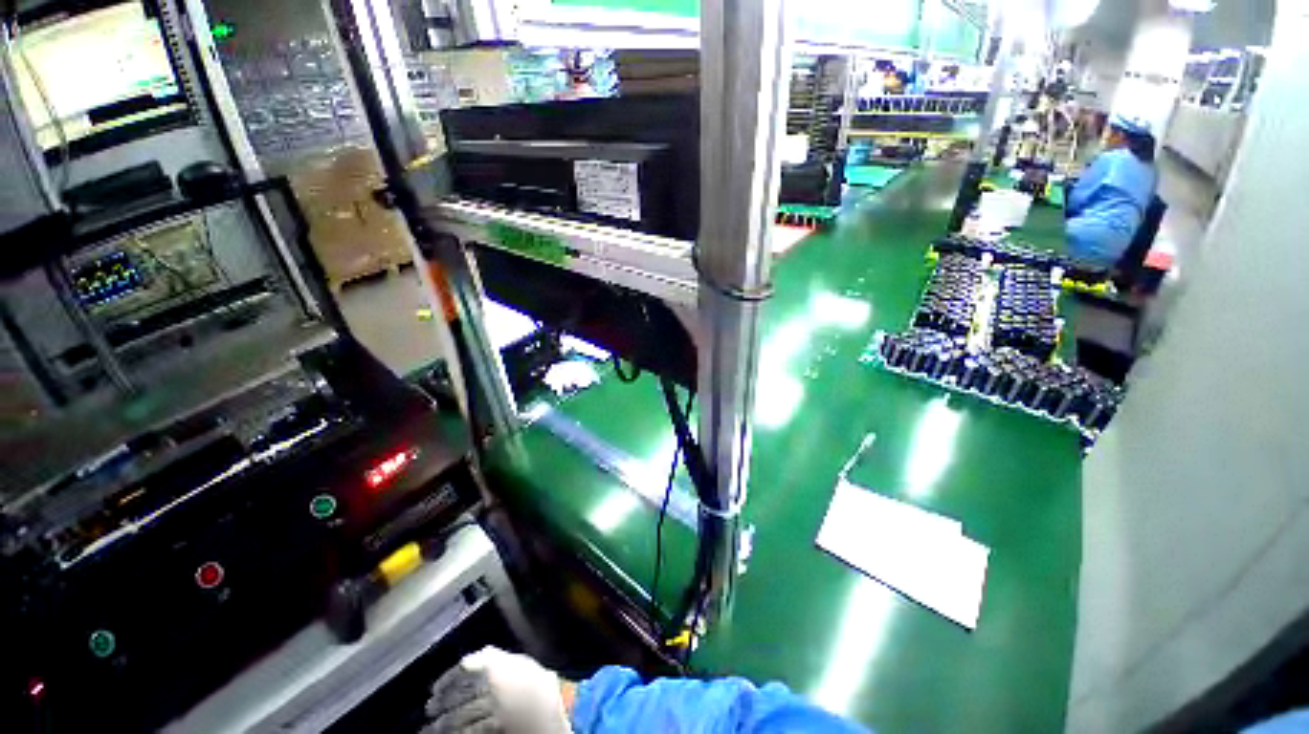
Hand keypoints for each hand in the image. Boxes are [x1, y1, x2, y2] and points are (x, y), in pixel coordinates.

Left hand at [424, 647, 572, 733]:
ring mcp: (492, 706)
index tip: (434, 690)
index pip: (462, 669)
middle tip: (429, 711)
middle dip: (440, 705)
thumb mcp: (520, 662)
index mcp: (497, 663)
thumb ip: (499, 658)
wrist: (553, 707)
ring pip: (459, 717)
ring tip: (431, 730)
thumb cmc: (537, 682)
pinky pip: (470, 732)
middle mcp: (491, 682)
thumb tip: (478, 654)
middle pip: (457, 695)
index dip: (446, 680)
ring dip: (441, 725)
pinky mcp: (495, 726)